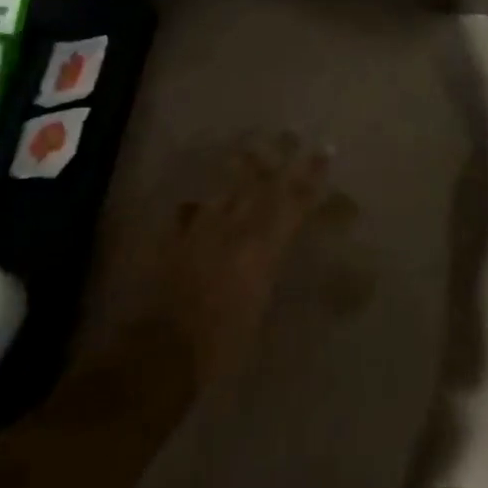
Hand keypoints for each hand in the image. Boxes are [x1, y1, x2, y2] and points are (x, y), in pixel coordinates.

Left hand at [113, 137, 327, 390]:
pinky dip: (197, 205)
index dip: (311, 174)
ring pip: (224, 189)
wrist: (162, 354)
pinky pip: (187, 213)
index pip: (293, 201)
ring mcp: (200, 231)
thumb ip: (272, 269)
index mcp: (262, 247)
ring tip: (247, 149)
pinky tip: (197, 200)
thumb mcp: (262, 308)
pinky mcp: (172, 242)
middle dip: (276, 157)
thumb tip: (283, 253)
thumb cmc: (223, 343)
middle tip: (288, 133)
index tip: (325, 150)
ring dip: (239, 168)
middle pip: (259, 184)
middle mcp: (233, 229)